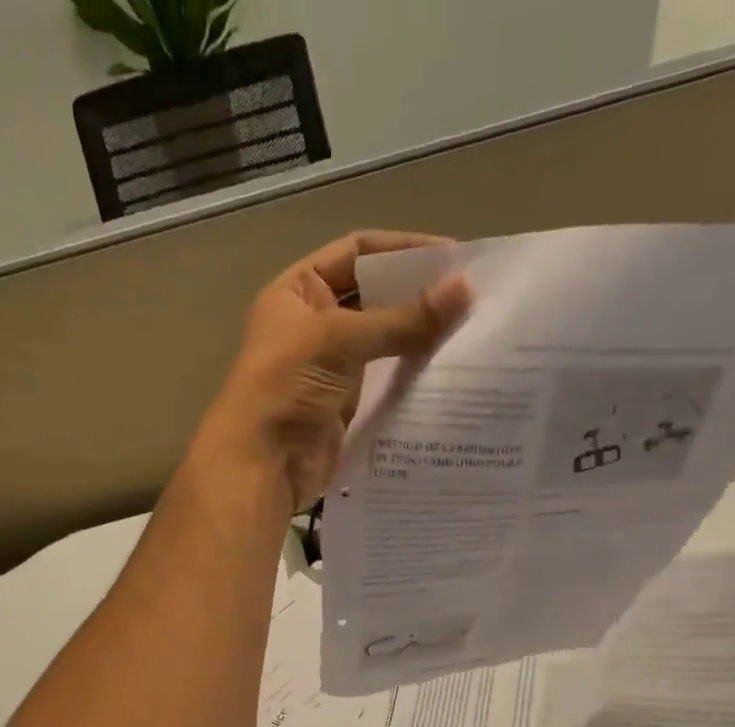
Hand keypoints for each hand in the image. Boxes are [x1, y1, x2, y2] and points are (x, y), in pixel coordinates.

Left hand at [192, 231, 471, 513]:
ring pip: (384, 344)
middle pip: (375, 298)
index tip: (453, 257)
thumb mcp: (339, 340)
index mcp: (298, 292)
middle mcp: (314, 326)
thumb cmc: (286, 388)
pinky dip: (412, 377)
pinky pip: (386, 384)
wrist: (263, 467)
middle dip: (417, 296)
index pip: (356, 253)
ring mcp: (331, 370)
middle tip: (471, 297)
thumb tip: (466, 289)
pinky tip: (448, 373)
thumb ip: (403, 319)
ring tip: (469, 333)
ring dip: (420, 339)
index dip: (402, 250)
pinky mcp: (347, 409)